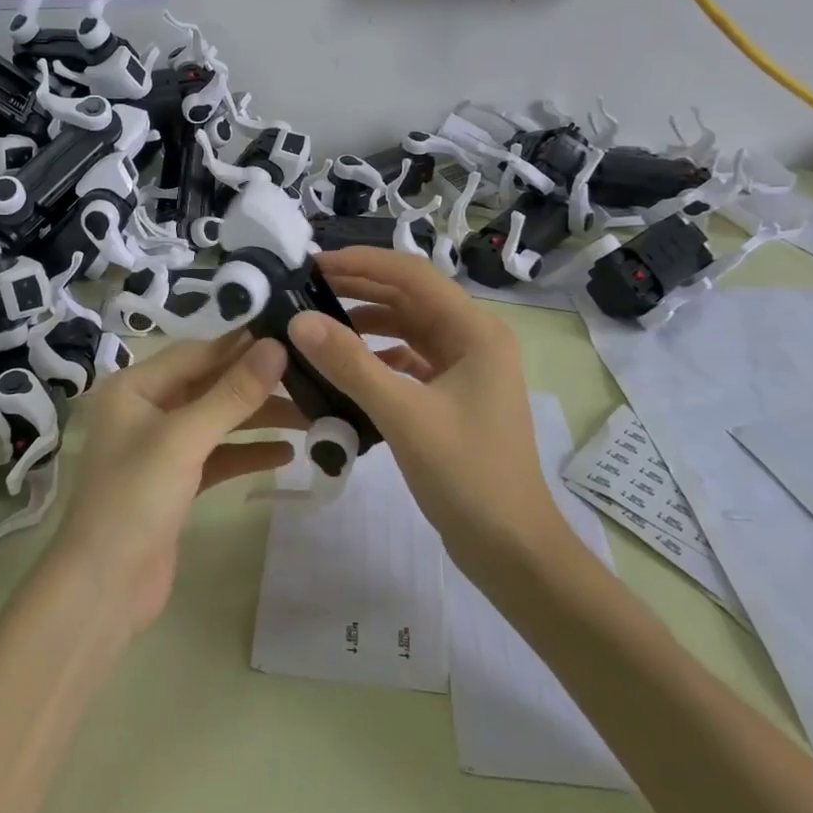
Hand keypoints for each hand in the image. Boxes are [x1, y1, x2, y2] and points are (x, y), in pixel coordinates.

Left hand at [46, 333, 300, 635]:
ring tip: (309, 416)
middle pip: (210, 385)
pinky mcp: (176, 482)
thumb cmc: (135, 499)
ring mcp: (161, 448)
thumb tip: (276, 346)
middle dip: (256, 384)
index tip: (291, 336)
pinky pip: (218, 455)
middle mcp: (146, 409)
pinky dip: (248, 452)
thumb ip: (232, 393)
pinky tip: (286, 454)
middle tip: (310, 378)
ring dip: (259, 418)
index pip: (197, 353)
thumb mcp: (185, 439)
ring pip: (218, 420)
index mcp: (134, 387)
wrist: (103, 591)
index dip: (242, 346)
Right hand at [287, 248, 564, 576]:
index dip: (362, 262)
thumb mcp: (403, 415)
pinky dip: (378, 355)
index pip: (412, 275)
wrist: (512, 550)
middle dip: (360, 287)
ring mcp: (466, 368)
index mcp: (475, 330)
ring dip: (367, 321)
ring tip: (319, 320)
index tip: (314, 263)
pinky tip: (347, 365)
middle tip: (307, 286)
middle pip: (410, 297)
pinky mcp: (454, 395)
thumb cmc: (467, 475)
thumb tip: (299, 321)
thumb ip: (350, 364)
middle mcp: (474, 338)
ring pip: (409, 328)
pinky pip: (410, 359)